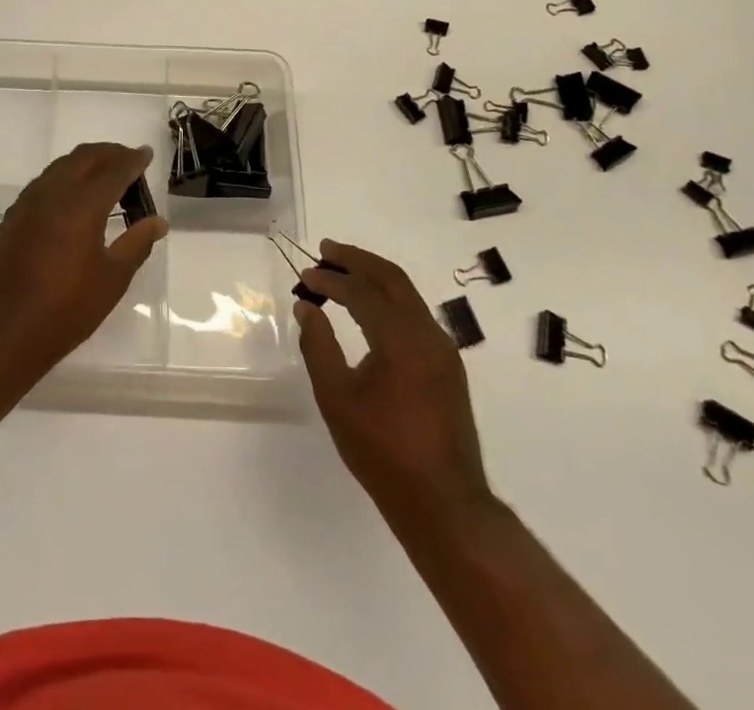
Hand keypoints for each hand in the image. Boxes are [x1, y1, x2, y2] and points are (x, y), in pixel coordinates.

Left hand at [0, 143, 166, 382]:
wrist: (3, 333)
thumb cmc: (66, 310)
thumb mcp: (112, 280)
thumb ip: (137, 244)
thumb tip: (158, 221)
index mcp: (81, 205)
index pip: (114, 170)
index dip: (133, 160)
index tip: (147, 154)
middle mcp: (53, 193)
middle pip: (85, 157)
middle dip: (110, 153)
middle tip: (129, 162)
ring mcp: (28, 203)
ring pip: (61, 166)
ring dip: (86, 163)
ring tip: (105, 178)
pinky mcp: (13, 216)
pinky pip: (44, 182)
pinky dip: (65, 178)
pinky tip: (73, 199)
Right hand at [297, 240, 494, 530]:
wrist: (444, 504)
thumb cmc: (383, 452)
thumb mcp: (337, 398)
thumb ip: (318, 345)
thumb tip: (307, 307)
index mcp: (401, 339)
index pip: (362, 291)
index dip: (331, 278)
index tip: (305, 275)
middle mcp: (428, 334)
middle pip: (391, 278)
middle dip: (357, 259)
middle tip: (326, 249)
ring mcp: (443, 349)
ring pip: (407, 294)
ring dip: (374, 276)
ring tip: (343, 270)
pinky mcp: (448, 365)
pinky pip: (416, 314)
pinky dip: (389, 298)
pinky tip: (370, 307)